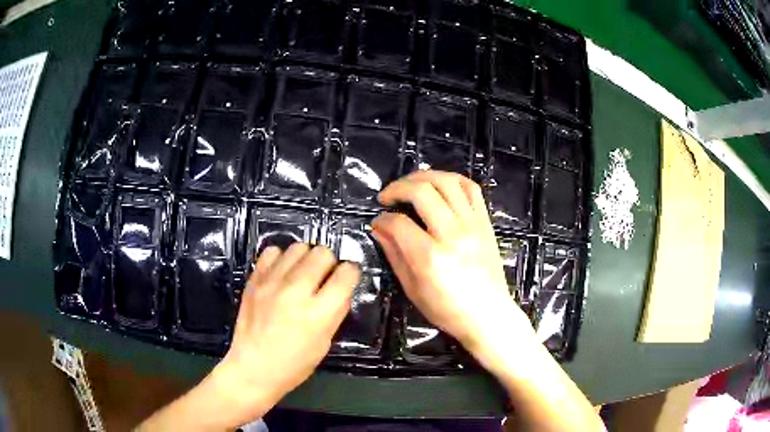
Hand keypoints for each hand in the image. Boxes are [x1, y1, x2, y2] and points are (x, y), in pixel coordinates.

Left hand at [212, 243, 359, 425]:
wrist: (253, 368)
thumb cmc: (294, 364)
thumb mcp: (324, 343)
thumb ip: (335, 312)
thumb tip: (341, 287)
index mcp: (319, 313)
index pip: (346, 274)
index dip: (351, 273)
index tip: (347, 278)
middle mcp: (296, 292)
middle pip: (323, 253)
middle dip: (329, 262)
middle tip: (324, 276)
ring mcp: (272, 283)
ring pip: (298, 247)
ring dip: (306, 258)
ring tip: (302, 272)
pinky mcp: (254, 280)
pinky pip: (272, 252)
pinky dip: (281, 258)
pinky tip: (282, 272)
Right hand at [372, 170, 534, 364]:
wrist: (488, 315)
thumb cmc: (447, 310)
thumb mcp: (412, 289)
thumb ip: (394, 254)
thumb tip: (378, 228)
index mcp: (430, 257)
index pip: (398, 223)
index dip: (382, 219)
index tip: (377, 222)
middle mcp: (452, 234)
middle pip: (421, 191)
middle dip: (397, 187)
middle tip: (387, 196)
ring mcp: (473, 225)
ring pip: (447, 182)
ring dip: (423, 176)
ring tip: (410, 185)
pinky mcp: (485, 222)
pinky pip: (471, 188)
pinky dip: (452, 179)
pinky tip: (440, 186)